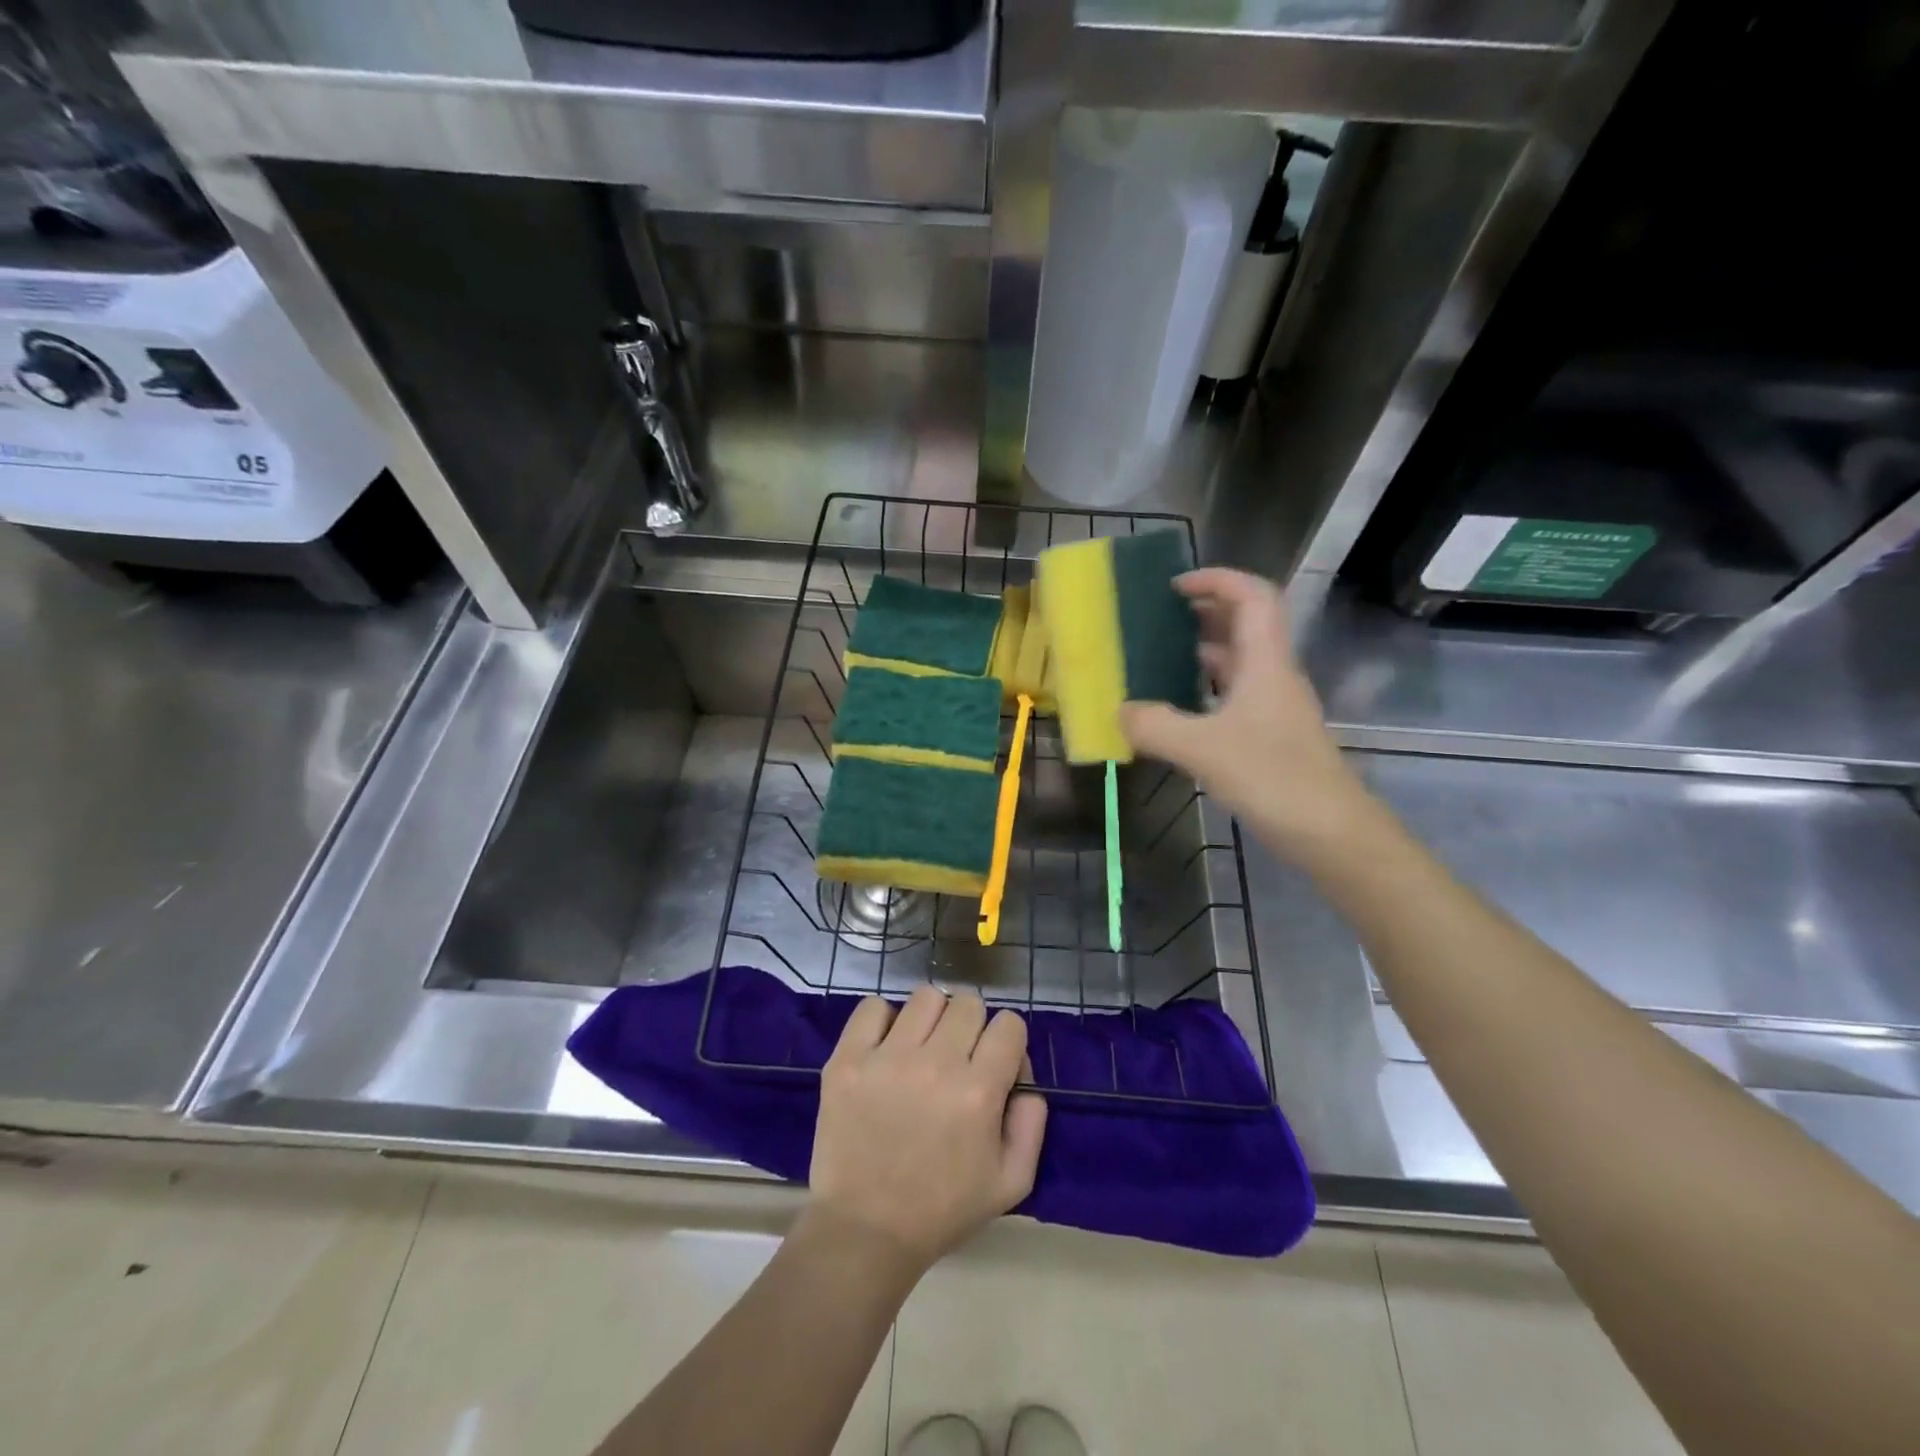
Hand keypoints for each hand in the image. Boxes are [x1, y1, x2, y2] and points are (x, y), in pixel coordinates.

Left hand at [806, 987, 1046, 1275]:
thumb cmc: (942, 1209)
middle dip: (972, 1028)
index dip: (1007, 1042)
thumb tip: (1024, 1075)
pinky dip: (883, 1020)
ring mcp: (887, 1058)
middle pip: (969, 1003)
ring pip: (926, 997)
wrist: (865, 1231)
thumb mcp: (1011, 1182)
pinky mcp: (848, 1059)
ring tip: (921, 1050)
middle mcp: (936, 1064)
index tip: (994, 1065)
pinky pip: (872, 1007)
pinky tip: (885, 1048)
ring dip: (932, 1019)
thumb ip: (1032, 1122)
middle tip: (957, 1059)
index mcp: (979, 1092)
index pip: (1009, 1024)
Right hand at [1120, 567, 1372, 859]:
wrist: (1330, 832)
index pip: (1252, 596)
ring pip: (1240, 662)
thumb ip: (1155, 726)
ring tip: (1161, 656)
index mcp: (1266, 662)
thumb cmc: (1272, 777)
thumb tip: (1119, 711)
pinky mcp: (1271, 736)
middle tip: (1161, 617)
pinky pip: (1235, 696)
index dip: (1217, 580)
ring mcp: (1275, 707)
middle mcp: (1274, 675)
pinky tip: (1179, 709)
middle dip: (1206, 611)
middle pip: (1247, 624)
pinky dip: (1206, 690)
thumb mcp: (1202, 749)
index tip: (1175, 586)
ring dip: (1204, 651)